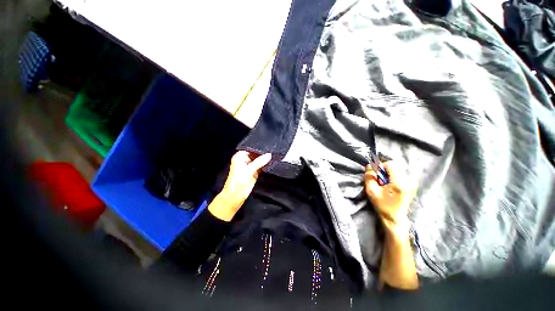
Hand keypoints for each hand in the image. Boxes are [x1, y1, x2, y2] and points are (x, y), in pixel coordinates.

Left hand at [209, 151, 271, 220]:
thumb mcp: (249, 170)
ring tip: (275, 155)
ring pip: (259, 160)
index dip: (259, 148)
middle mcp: (245, 159)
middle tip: (273, 150)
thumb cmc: (238, 182)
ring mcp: (250, 166)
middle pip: (256, 154)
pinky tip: (272, 162)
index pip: (251, 148)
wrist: (236, 196)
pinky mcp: (255, 171)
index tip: (268, 145)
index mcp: (240, 156)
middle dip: (263, 153)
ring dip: (265, 159)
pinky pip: (261, 166)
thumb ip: (259, 162)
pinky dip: (266, 165)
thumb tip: (269, 155)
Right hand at [364, 161, 415, 227]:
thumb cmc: (382, 205)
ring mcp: (412, 183)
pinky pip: (401, 173)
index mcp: (400, 183)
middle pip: (395, 165)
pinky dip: (393, 175)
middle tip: (379, 179)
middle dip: (385, 169)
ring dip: (389, 172)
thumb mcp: (371, 191)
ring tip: (384, 183)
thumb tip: (369, 165)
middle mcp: (409, 181)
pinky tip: (390, 184)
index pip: (391, 164)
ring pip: (398, 168)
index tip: (376, 175)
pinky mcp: (412, 184)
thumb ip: (369, 177)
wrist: (395, 218)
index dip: (381, 166)